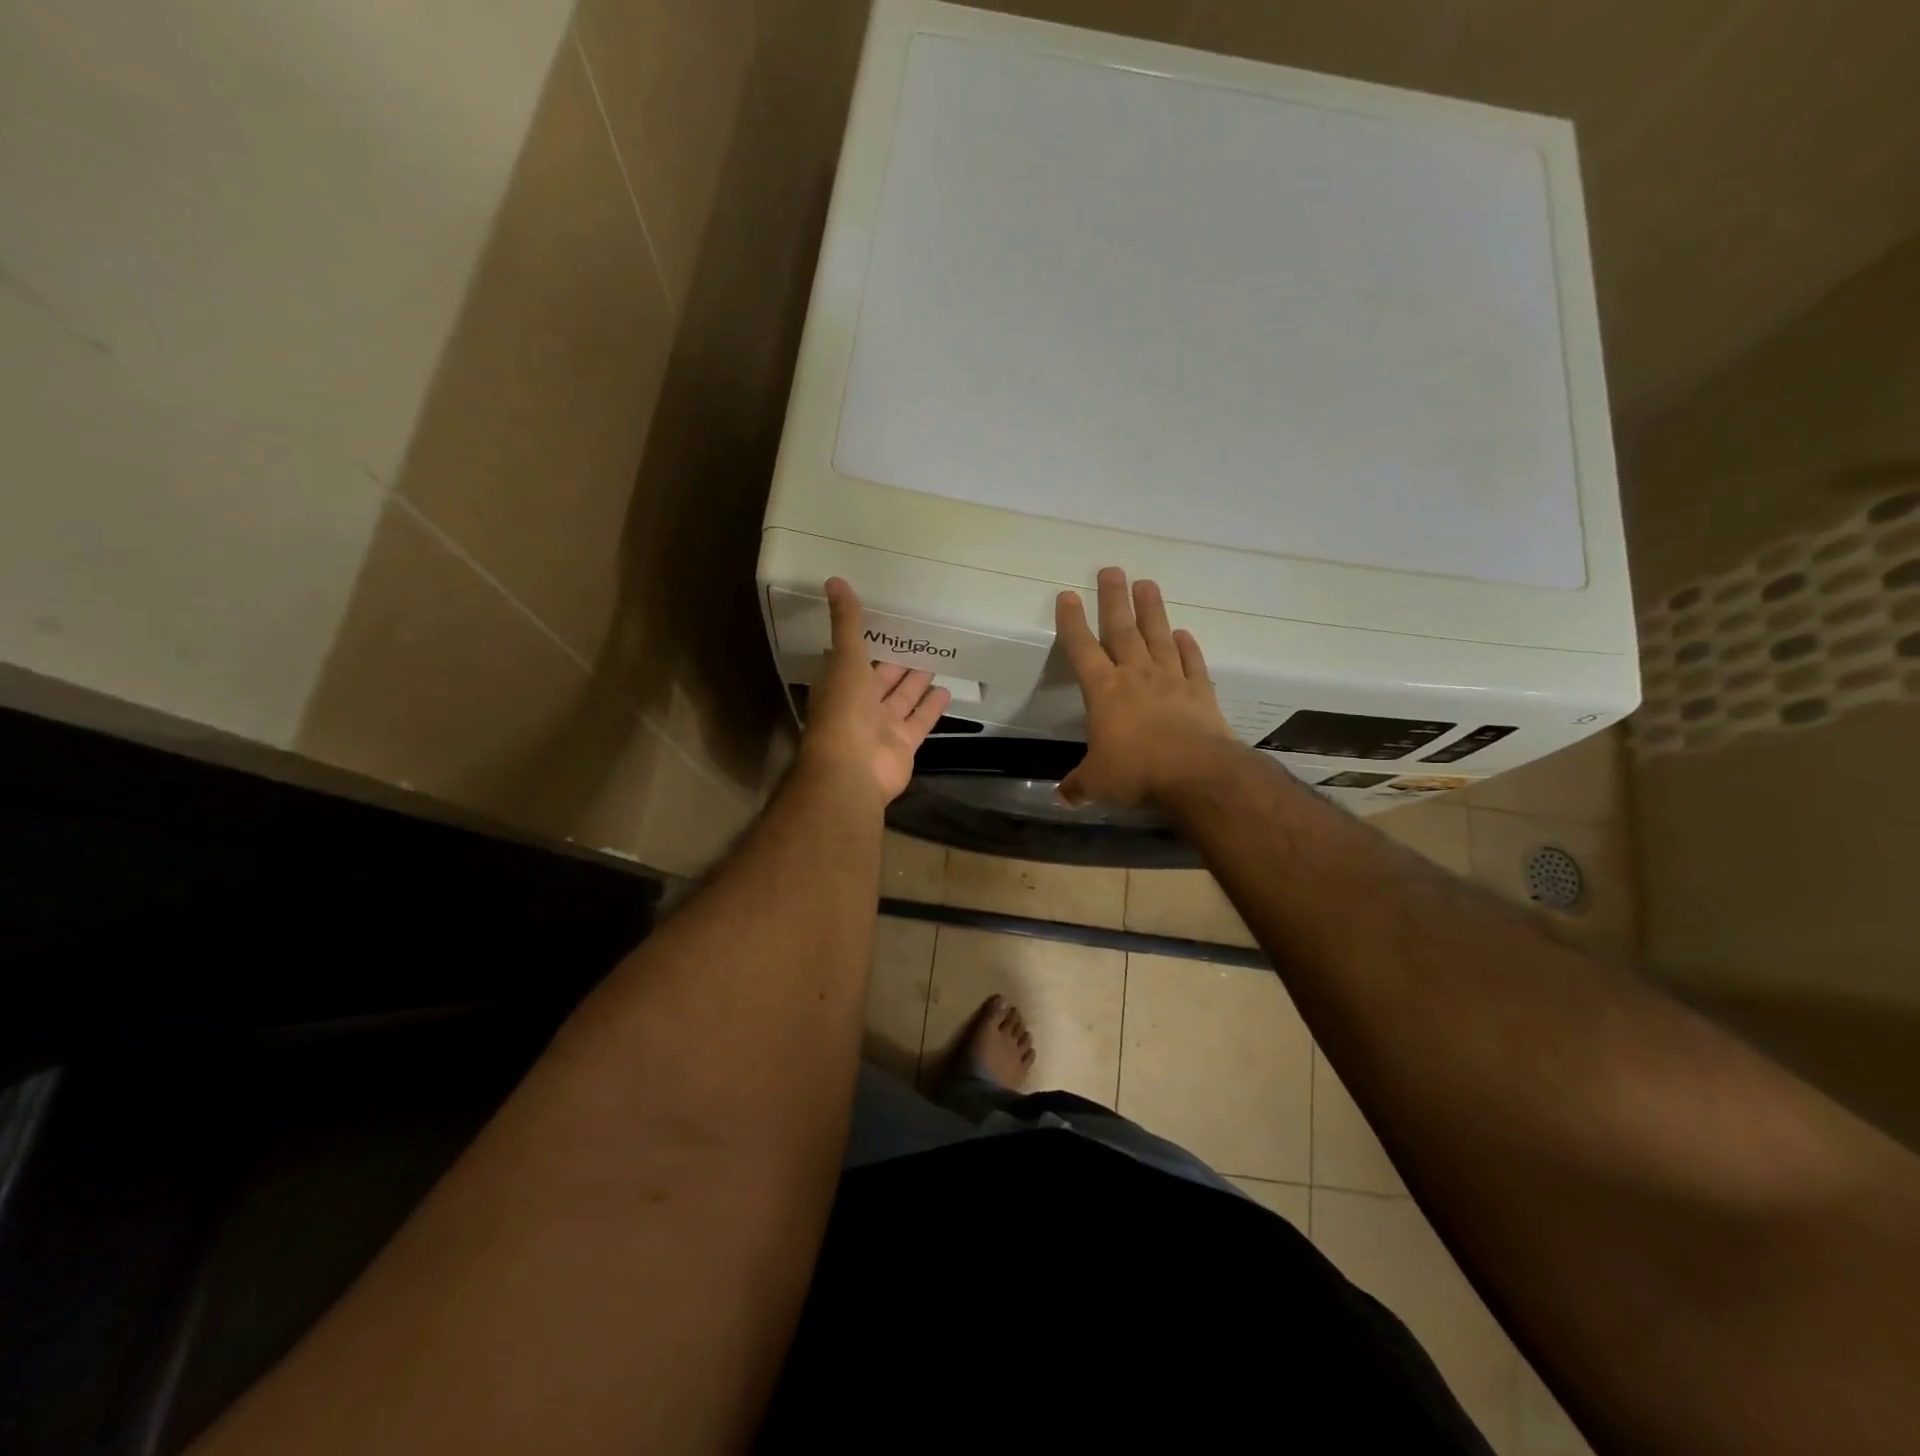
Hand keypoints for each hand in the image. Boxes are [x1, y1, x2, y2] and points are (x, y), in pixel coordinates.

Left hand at [798, 578, 951, 804]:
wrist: (852, 769)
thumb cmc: (844, 710)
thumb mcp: (845, 658)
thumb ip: (846, 622)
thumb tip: (834, 580)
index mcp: (841, 685)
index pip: (854, 660)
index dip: (868, 644)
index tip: (884, 625)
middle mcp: (860, 706)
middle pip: (882, 680)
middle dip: (897, 663)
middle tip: (918, 641)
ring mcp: (882, 728)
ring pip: (902, 700)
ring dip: (916, 684)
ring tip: (934, 663)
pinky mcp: (904, 744)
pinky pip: (920, 721)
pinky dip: (931, 708)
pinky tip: (946, 690)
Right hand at [1055, 567, 1238, 807]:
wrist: (1197, 773)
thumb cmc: (1137, 772)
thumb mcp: (1098, 782)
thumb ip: (1078, 785)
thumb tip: (1059, 796)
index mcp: (1104, 691)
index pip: (1082, 649)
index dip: (1073, 622)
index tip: (1068, 595)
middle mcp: (1137, 676)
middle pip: (1122, 630)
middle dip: (1114, 599)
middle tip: (1112, 569)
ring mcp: (1172, 680)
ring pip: (1159, 637)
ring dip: (1152, 610)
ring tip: (1147, 584)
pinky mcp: (1201, 692)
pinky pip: (1193, 663)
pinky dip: (1189, 647)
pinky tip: (1186, 633)